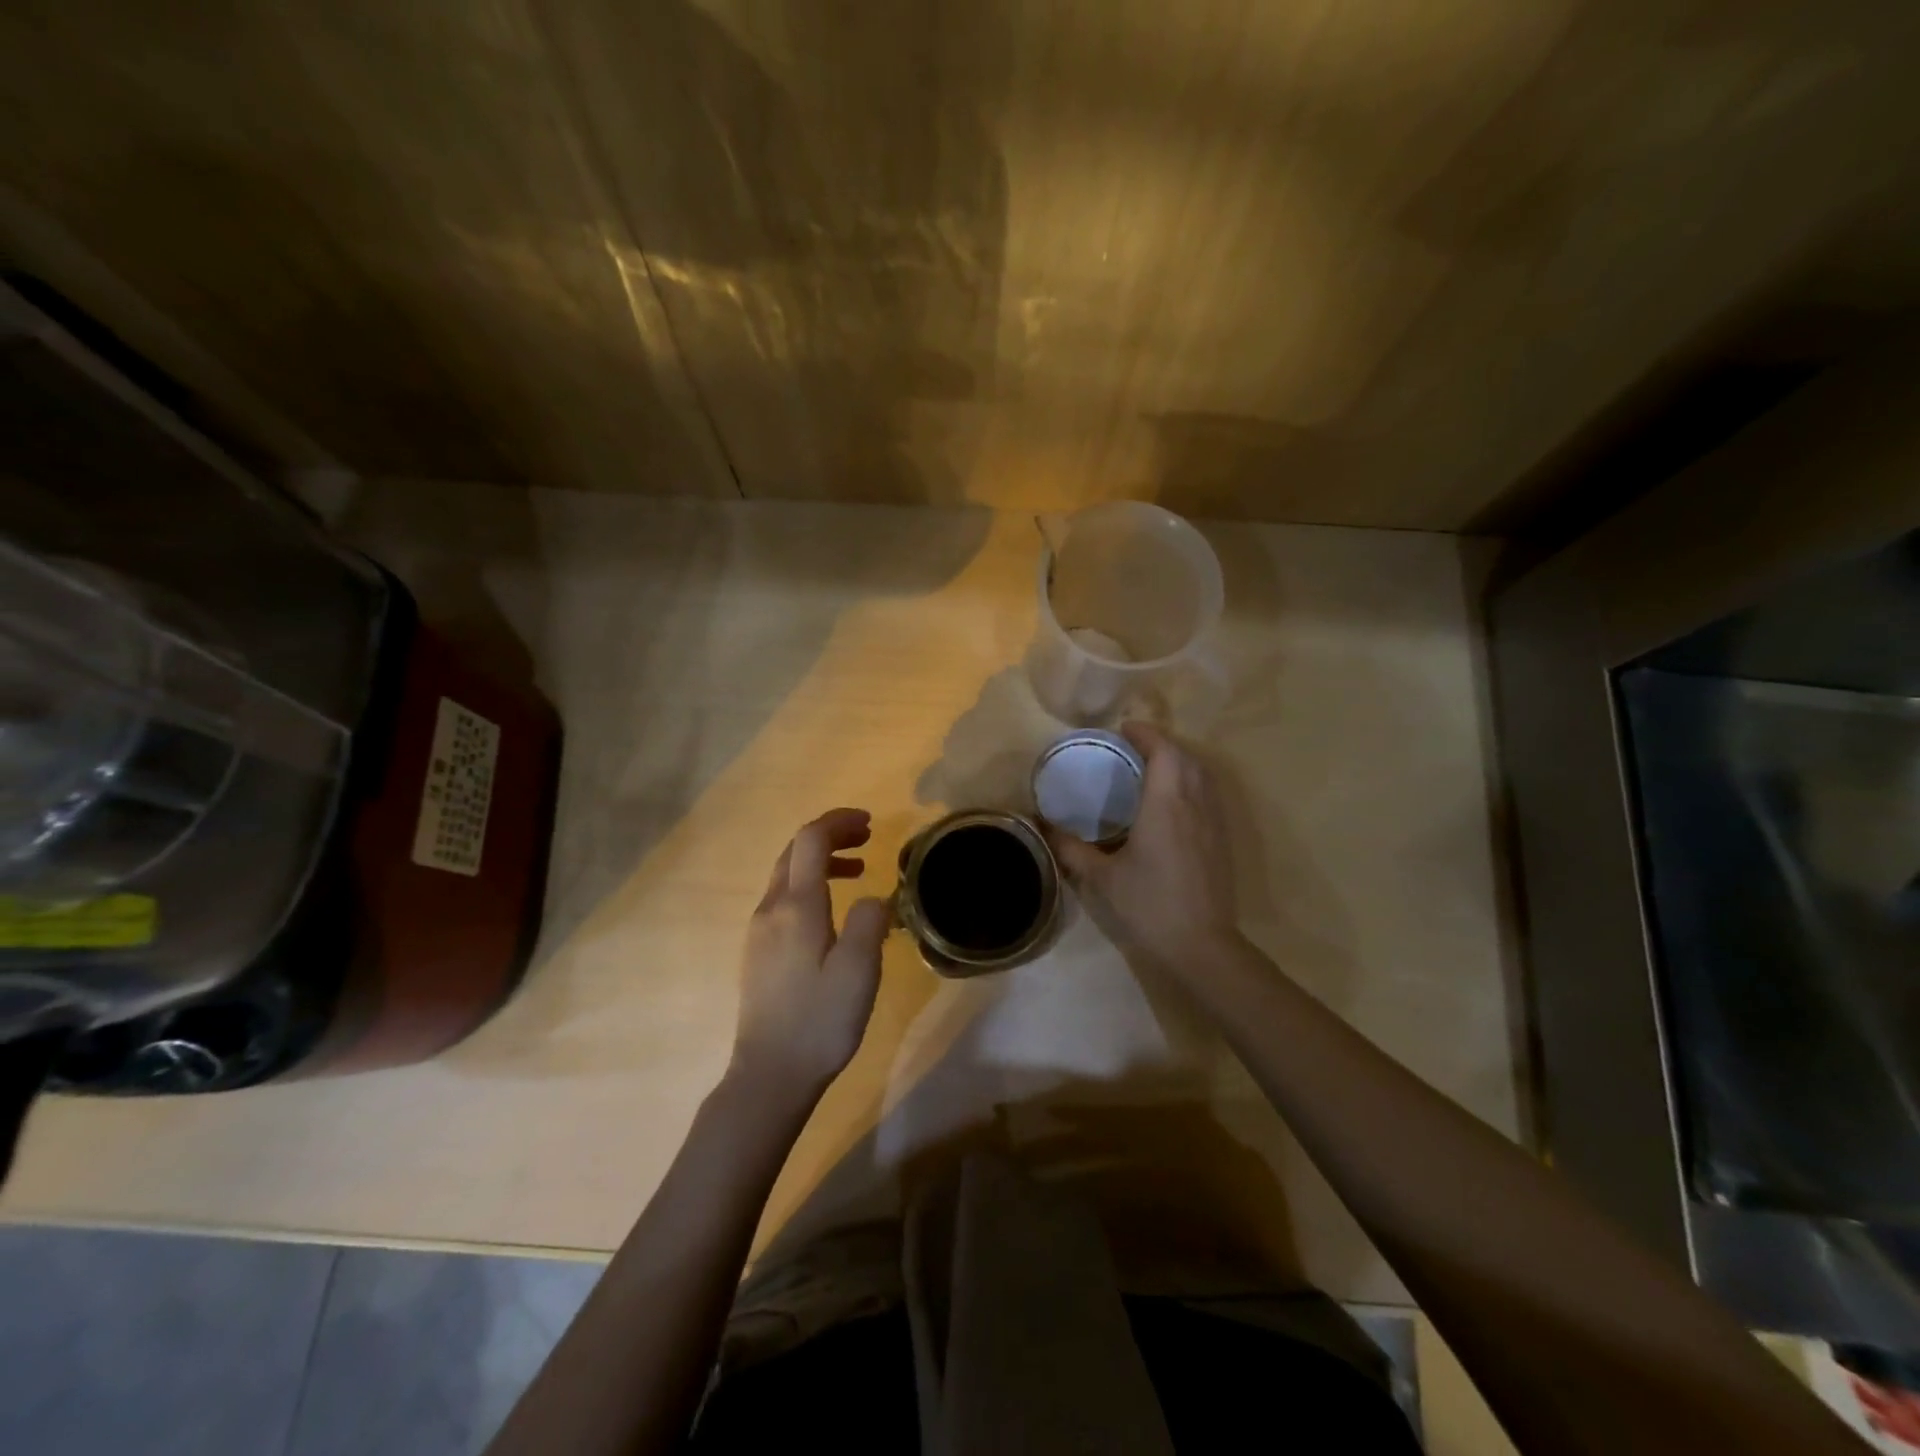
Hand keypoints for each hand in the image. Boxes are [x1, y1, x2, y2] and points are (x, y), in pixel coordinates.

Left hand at [730, 808, 890, 1104]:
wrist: (769, 1075)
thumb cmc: (819, 1020)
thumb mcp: (859, 970)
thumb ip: (869, 921)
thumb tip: (871, 899)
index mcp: (796, 906)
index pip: (811, 840)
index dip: (838, 822)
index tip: (870, 823)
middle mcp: (771, 909)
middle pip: (795, 851)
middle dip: (830, 835)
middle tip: (867, 838)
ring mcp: (759, 931)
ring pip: (786, 875)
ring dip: (820, 860)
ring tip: (857, 870)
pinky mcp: (758, 952)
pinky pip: (783, 899)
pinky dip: (810, 885)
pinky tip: (832, 912)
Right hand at [1045, 722, 1241, 975]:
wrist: (1201, 945)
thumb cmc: (1149, 906)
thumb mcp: (1101, 878)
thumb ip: (1071, 849)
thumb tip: (1044, 827)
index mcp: (1165, 805)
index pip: (1164, 751)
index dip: (1146, 734)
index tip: (1124, 729)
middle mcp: (1195, 805)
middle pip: (1186, 757)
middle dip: (1162, 744)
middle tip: (1132, 748)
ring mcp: (1214, 823)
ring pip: (1203, 775)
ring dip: (1180, 762)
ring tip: (1152, 768)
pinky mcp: (1222, 841)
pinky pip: (1209, 795)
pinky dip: (1191, 783)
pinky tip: (1173, 803)